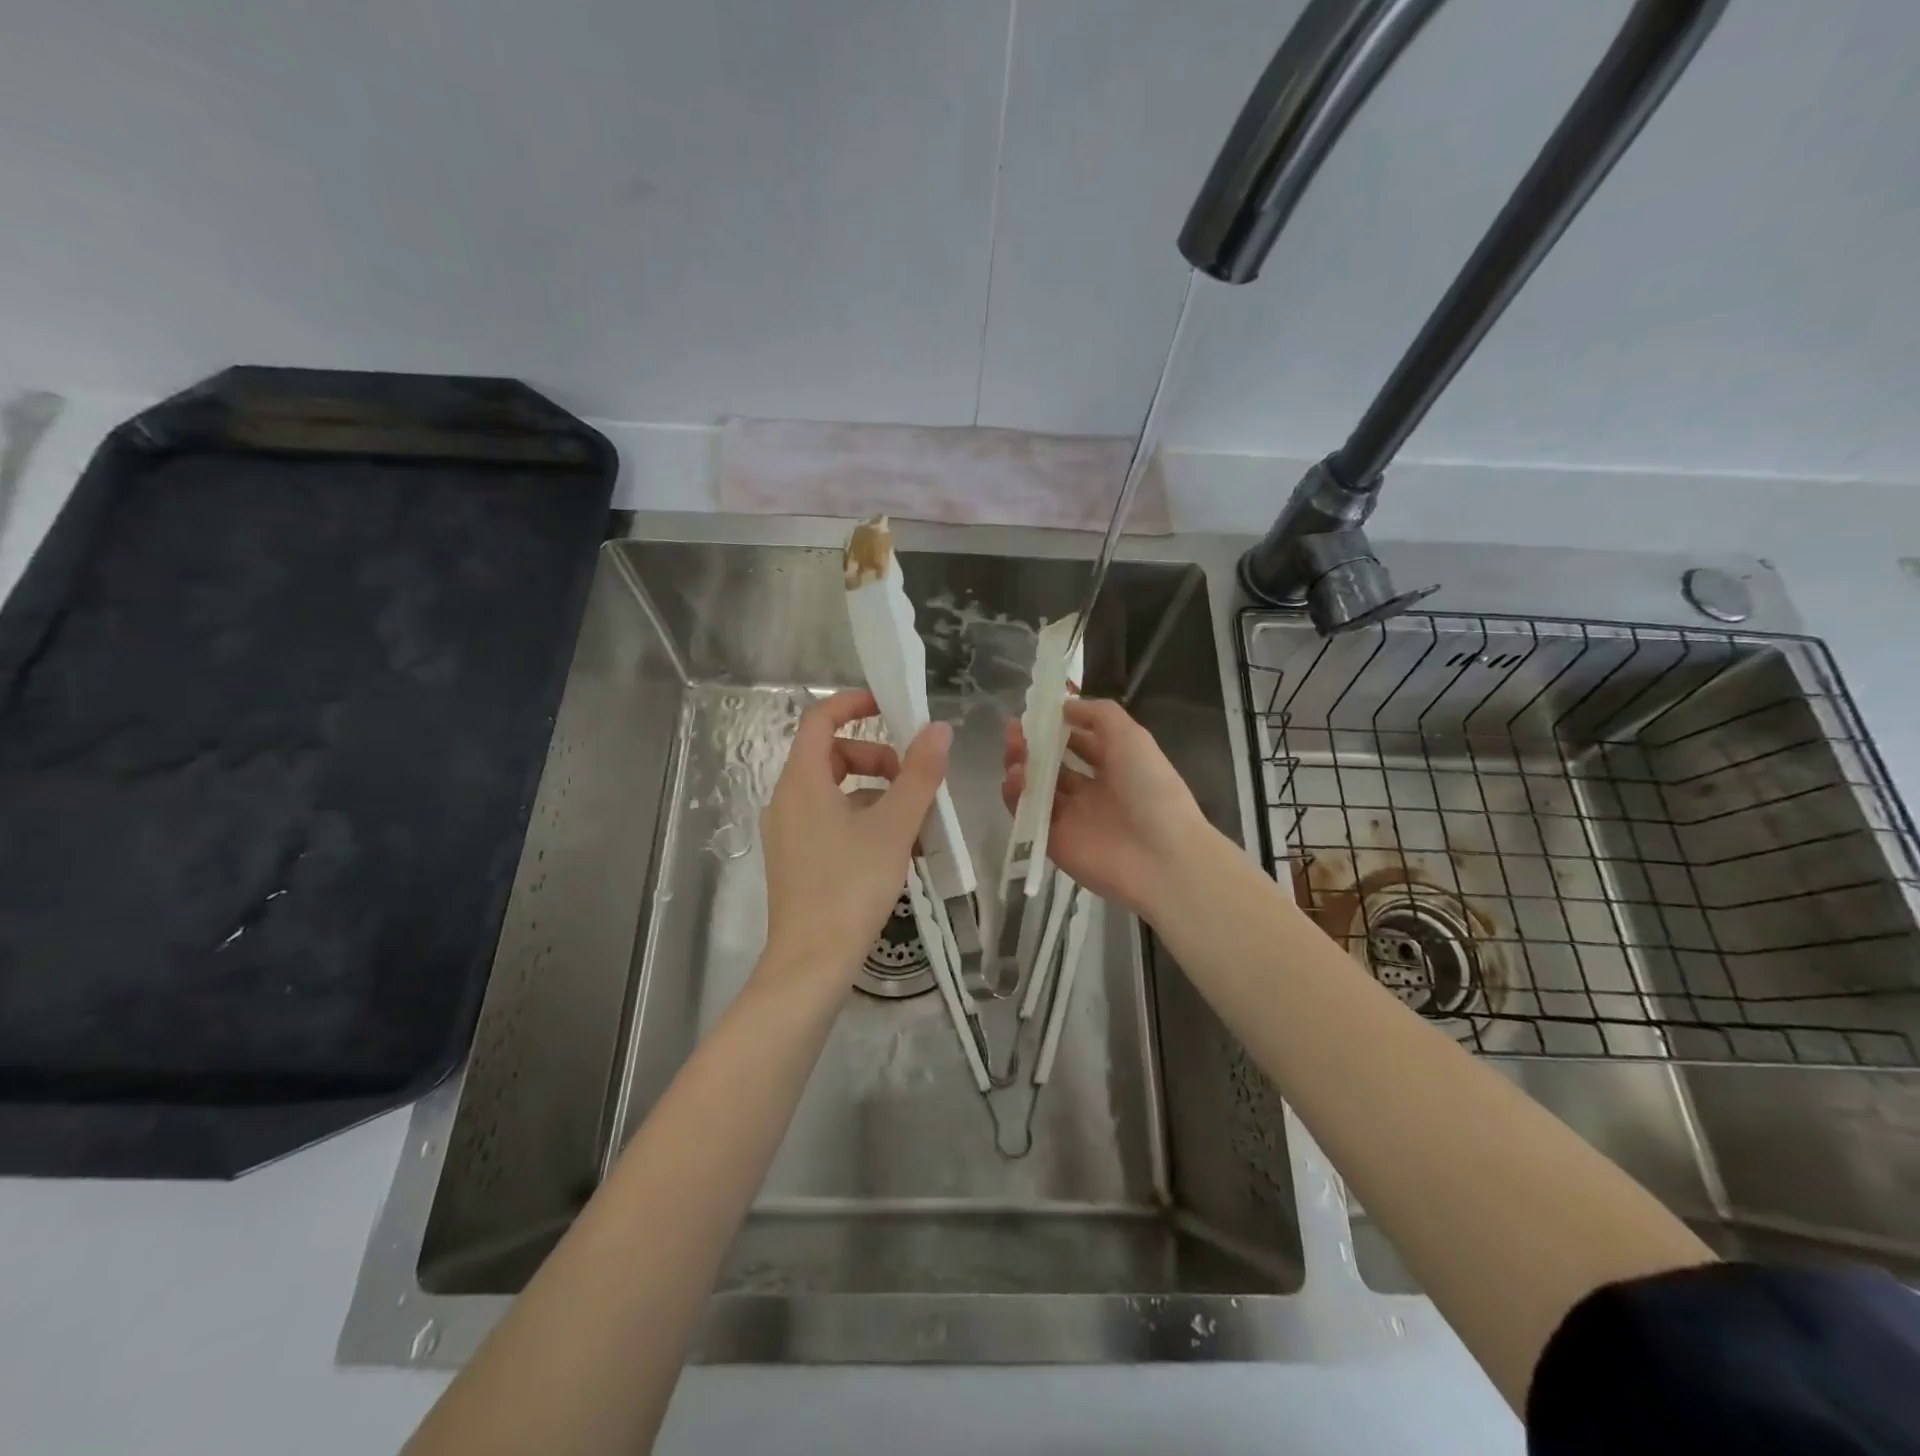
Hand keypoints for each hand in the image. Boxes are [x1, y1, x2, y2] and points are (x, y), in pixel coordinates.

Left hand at [761, 689, 950, 983]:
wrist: (812, 963)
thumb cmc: (851, 887)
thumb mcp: (895, 827)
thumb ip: (919, 775)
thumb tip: (938, 730)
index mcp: (802, 781)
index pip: (820, 718)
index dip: (854, 703)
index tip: (892, 706)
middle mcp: (787, 799)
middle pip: (832, 755)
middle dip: (878, 758)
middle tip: (914, 780)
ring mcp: (788, 831)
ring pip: (836, 791)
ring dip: (877, 794)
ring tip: (917, 821)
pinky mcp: (796, 858)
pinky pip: (831, 820)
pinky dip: (863, 820)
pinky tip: (898, 849)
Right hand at [1002, 697, 1213, 921]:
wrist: (1160, 857)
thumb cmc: (1149, 789)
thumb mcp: (1131, 736)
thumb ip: (1098, 714)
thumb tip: (1063, 706)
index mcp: (1114, 766)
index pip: (1078, 742)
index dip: (1056, 727)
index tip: (1033, 713)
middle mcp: (1091, 791)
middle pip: (1051, 764)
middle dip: (1031, 745)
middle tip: (1013, 732)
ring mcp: (1071, 817)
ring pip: (1035, 788)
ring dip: (1020, 766)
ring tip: (1014, 752)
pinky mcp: (1053, 841)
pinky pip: (1027, 816)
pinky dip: (1015, 796)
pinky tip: (1014, 779)